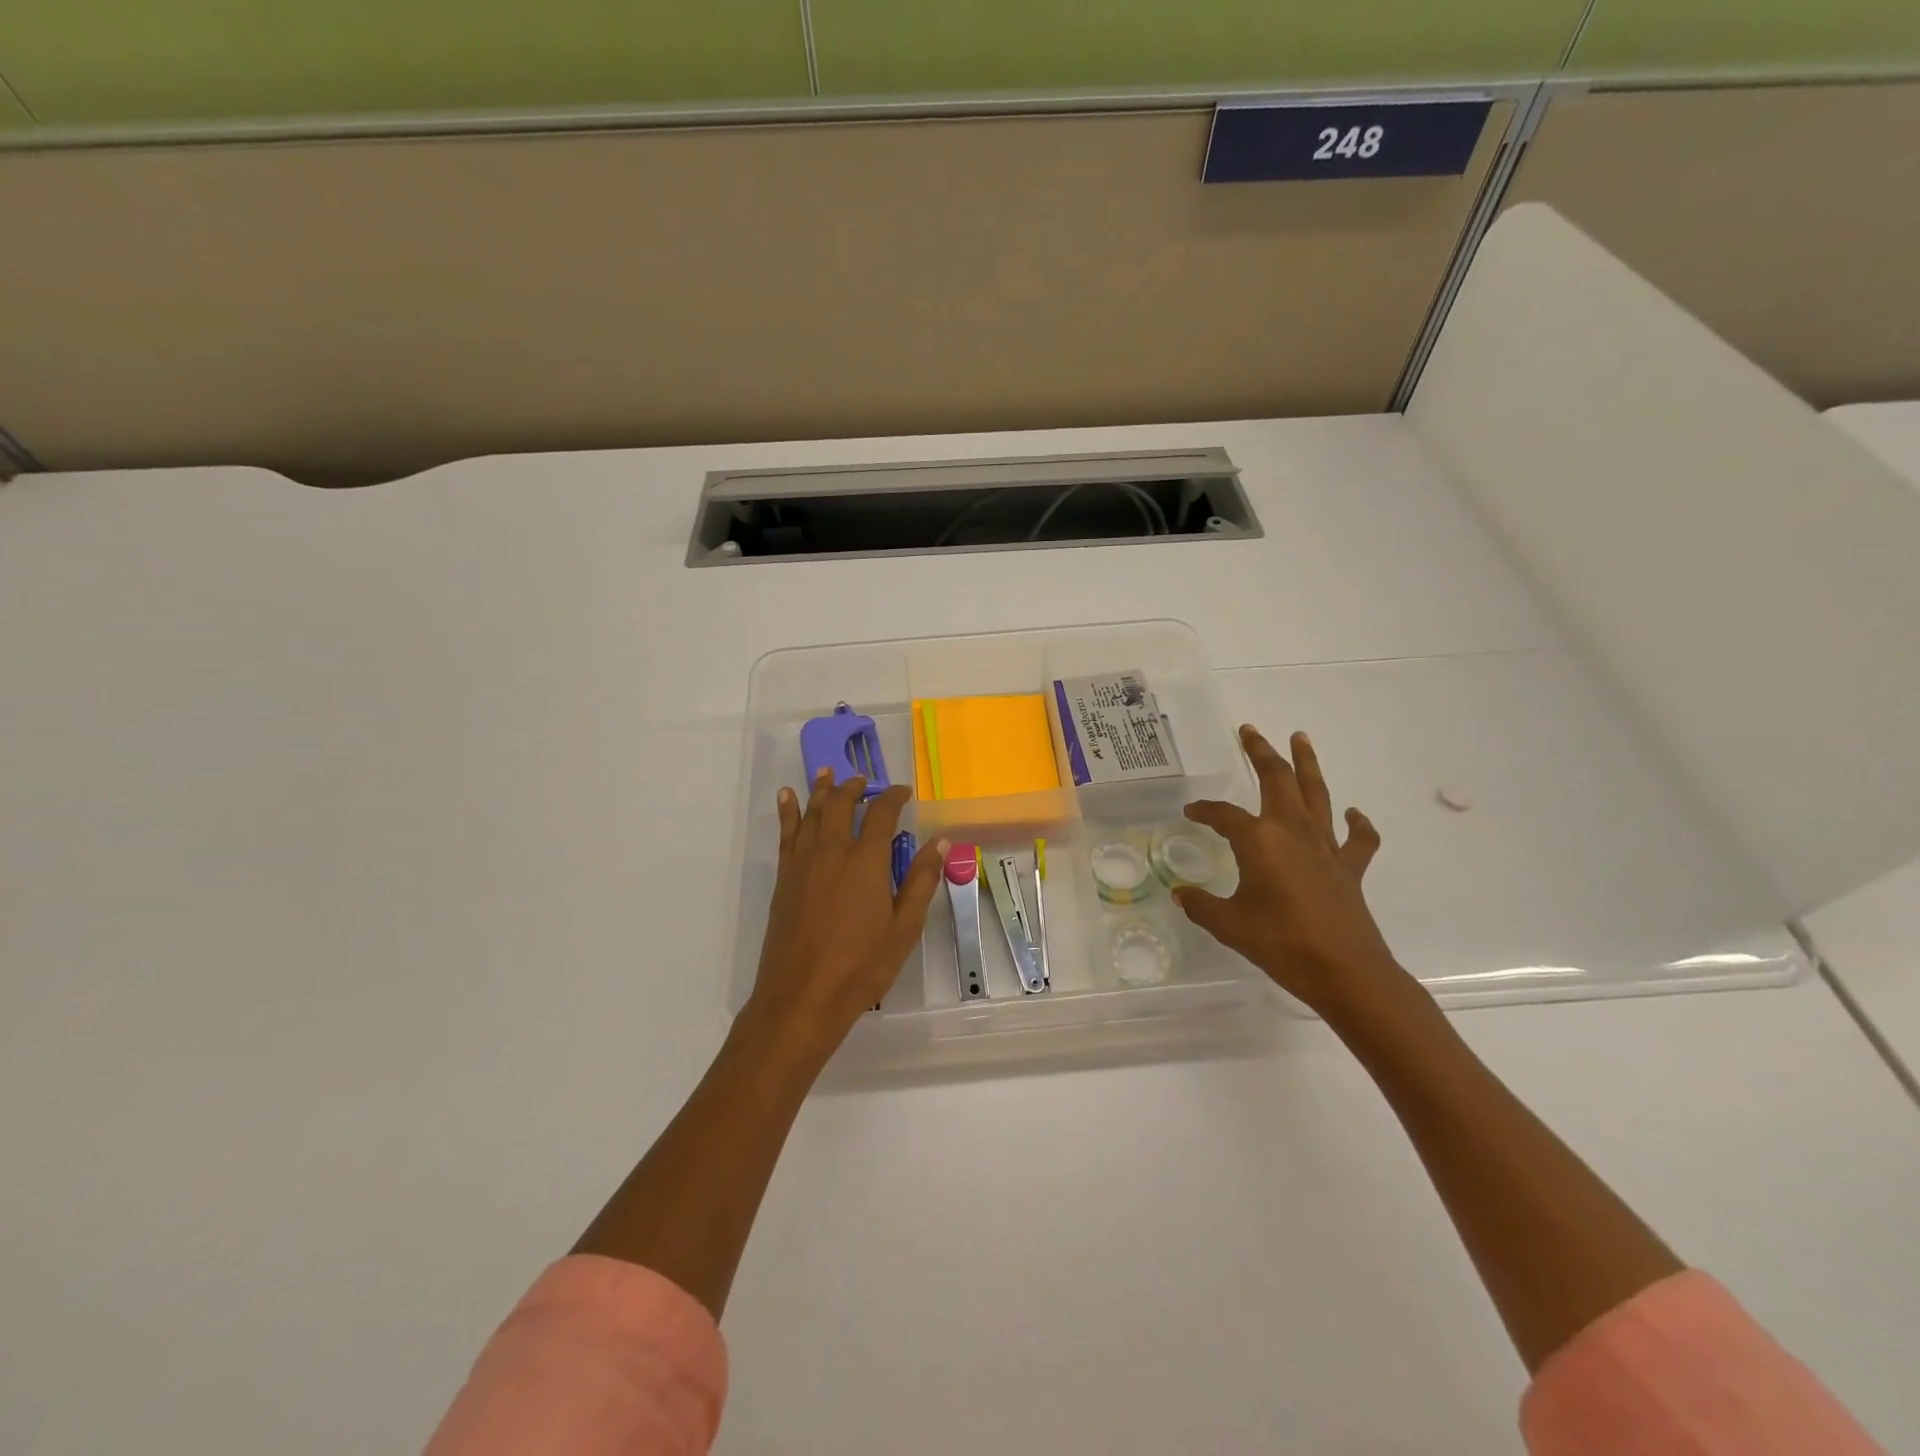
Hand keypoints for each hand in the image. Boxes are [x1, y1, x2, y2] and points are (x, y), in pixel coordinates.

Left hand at [743, 770, 945, 1064]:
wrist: (802, 996)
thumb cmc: (861, 966)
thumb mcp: (903, 928)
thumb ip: (921, 881)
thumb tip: (940, 842)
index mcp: (866, 861)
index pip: (881, 814)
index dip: (894, 797)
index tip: (904, 792)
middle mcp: (832, 851)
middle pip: (841, 805)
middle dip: (855, 788)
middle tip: (865, 780)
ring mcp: (803, 863)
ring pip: (812, 813)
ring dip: (821, 790)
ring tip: (828, 772)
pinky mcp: (784, 878)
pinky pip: (785, 833)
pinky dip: (787, 811)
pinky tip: (787, 797)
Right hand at [1176, 725, 1410, 1020]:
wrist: (1345, 971)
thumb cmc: (1281, 943)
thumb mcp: (1228, 925)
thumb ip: (1201, 905)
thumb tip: (1180, 892)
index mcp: (1259, 840)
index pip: (1224, 815)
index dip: (1205, 810)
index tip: (1191, 811)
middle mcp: (1292, 832)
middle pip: (1277, 780)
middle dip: (1261, 753)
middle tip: (1250, 731)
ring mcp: (1325, 847)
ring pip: (1316, 794)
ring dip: (1306, 764)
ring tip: (1300, 738)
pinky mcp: (1349, 868)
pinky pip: (1358, 838)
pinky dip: (1357, 823)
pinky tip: (1352, 813)